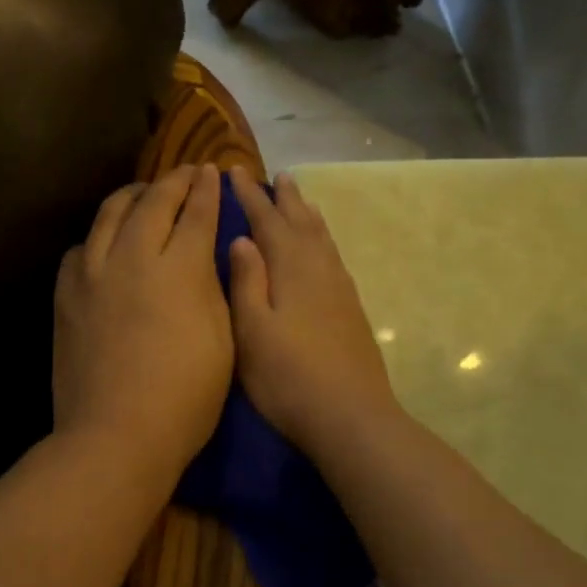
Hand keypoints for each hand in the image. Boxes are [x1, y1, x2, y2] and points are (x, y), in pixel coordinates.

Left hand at [53, 164, 233, 482]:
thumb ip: (213, 288)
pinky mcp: (66, 296)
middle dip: (172, 182)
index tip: (210, 172)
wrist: (115, 435)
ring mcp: (92, 274)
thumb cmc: (185, 398)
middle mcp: (132, 257)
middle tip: (185, 174)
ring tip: (142, 195)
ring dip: (131, 197)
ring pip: (109, 215)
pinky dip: (98, 237)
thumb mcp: (223, 341)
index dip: (205, 190)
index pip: (195, 213)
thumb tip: (204, 254)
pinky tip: (104, 245)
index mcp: (179, 269)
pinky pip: (80, 249)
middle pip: (152, 203)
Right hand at [228, 170, 398, 459]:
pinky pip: (334, 256)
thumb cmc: (287, 377)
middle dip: (285, 198)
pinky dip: (323, 239)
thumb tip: (242, 238)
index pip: (266, 221)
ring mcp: (340, 288)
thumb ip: (246, 282)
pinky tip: (322, 248)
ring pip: (321, 237)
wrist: (349, 415)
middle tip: (276, 176)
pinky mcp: (351, 308)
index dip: (250, 196)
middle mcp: (319, 269)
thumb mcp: (252, 331)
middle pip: (301, 222)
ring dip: (308, 214)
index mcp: (290, 269)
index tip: (235, 171)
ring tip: (300, 198)